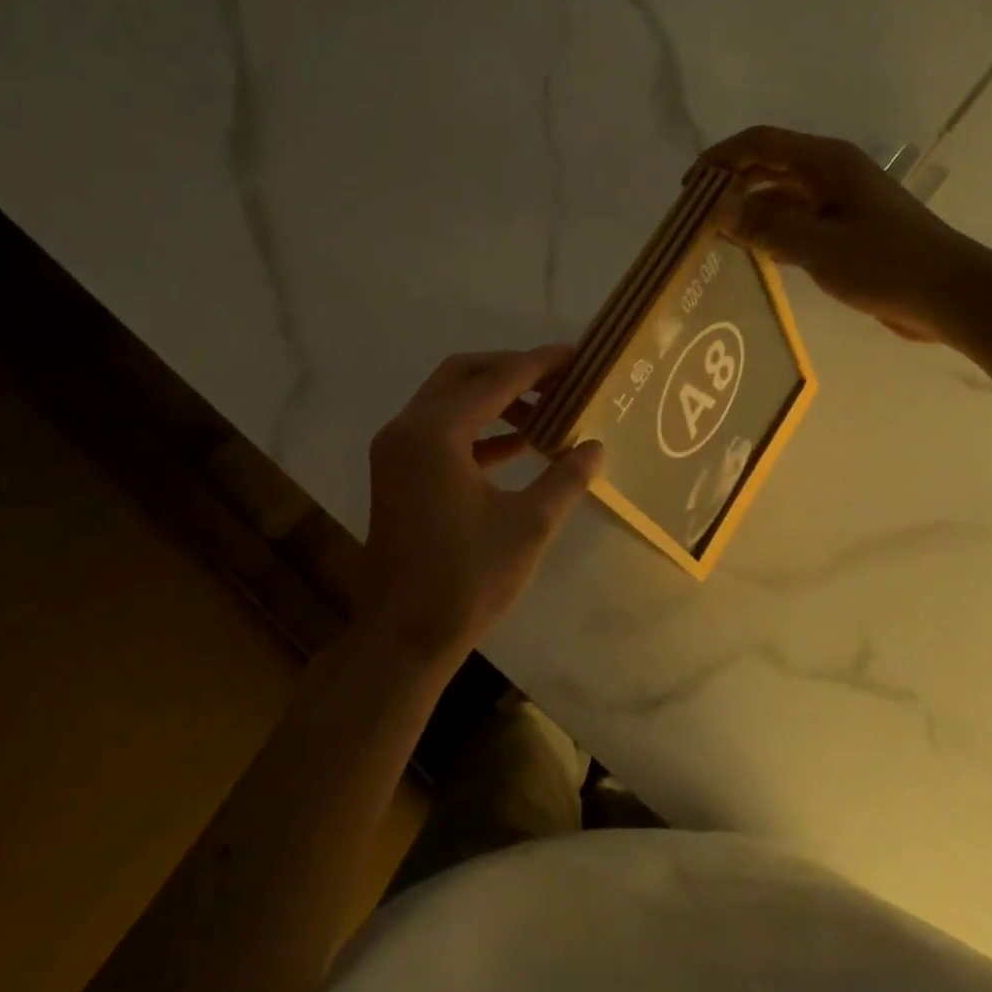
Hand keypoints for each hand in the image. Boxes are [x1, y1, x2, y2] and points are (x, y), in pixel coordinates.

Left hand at [359, 345, 604, 666]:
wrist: (403, 637)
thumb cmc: (467, 579)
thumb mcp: (528, 525)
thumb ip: (565, 477)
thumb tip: (595, 447)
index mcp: (435, 432)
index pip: (496, 380)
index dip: (539, 364)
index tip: (576, 354)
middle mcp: (407, 429)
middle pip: (464, 375)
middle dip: (513, 371)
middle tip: (559, 377)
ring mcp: (397, 451)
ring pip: (450, 401)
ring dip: (496, 399)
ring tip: (547, 410)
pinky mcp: (398, 473)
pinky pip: (442, 431)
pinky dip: (479, 429)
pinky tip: (519, 444)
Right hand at [698, 125, 989, 343]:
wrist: (949, 294)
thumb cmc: (885, 263)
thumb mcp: (817, 246)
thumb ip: (765, 225)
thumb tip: (716, 205)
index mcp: (826, 163)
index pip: (760, 143)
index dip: (720, 158)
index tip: (688, 187)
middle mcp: (831, 174)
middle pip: (769, 166)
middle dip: (731, 185)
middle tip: (696, 216)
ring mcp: (840, 203)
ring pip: (782, 197)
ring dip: (750, 212)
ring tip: (716, 238)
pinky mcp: (846, 231)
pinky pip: (798, 223)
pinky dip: (773, 233)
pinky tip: (753, 255)